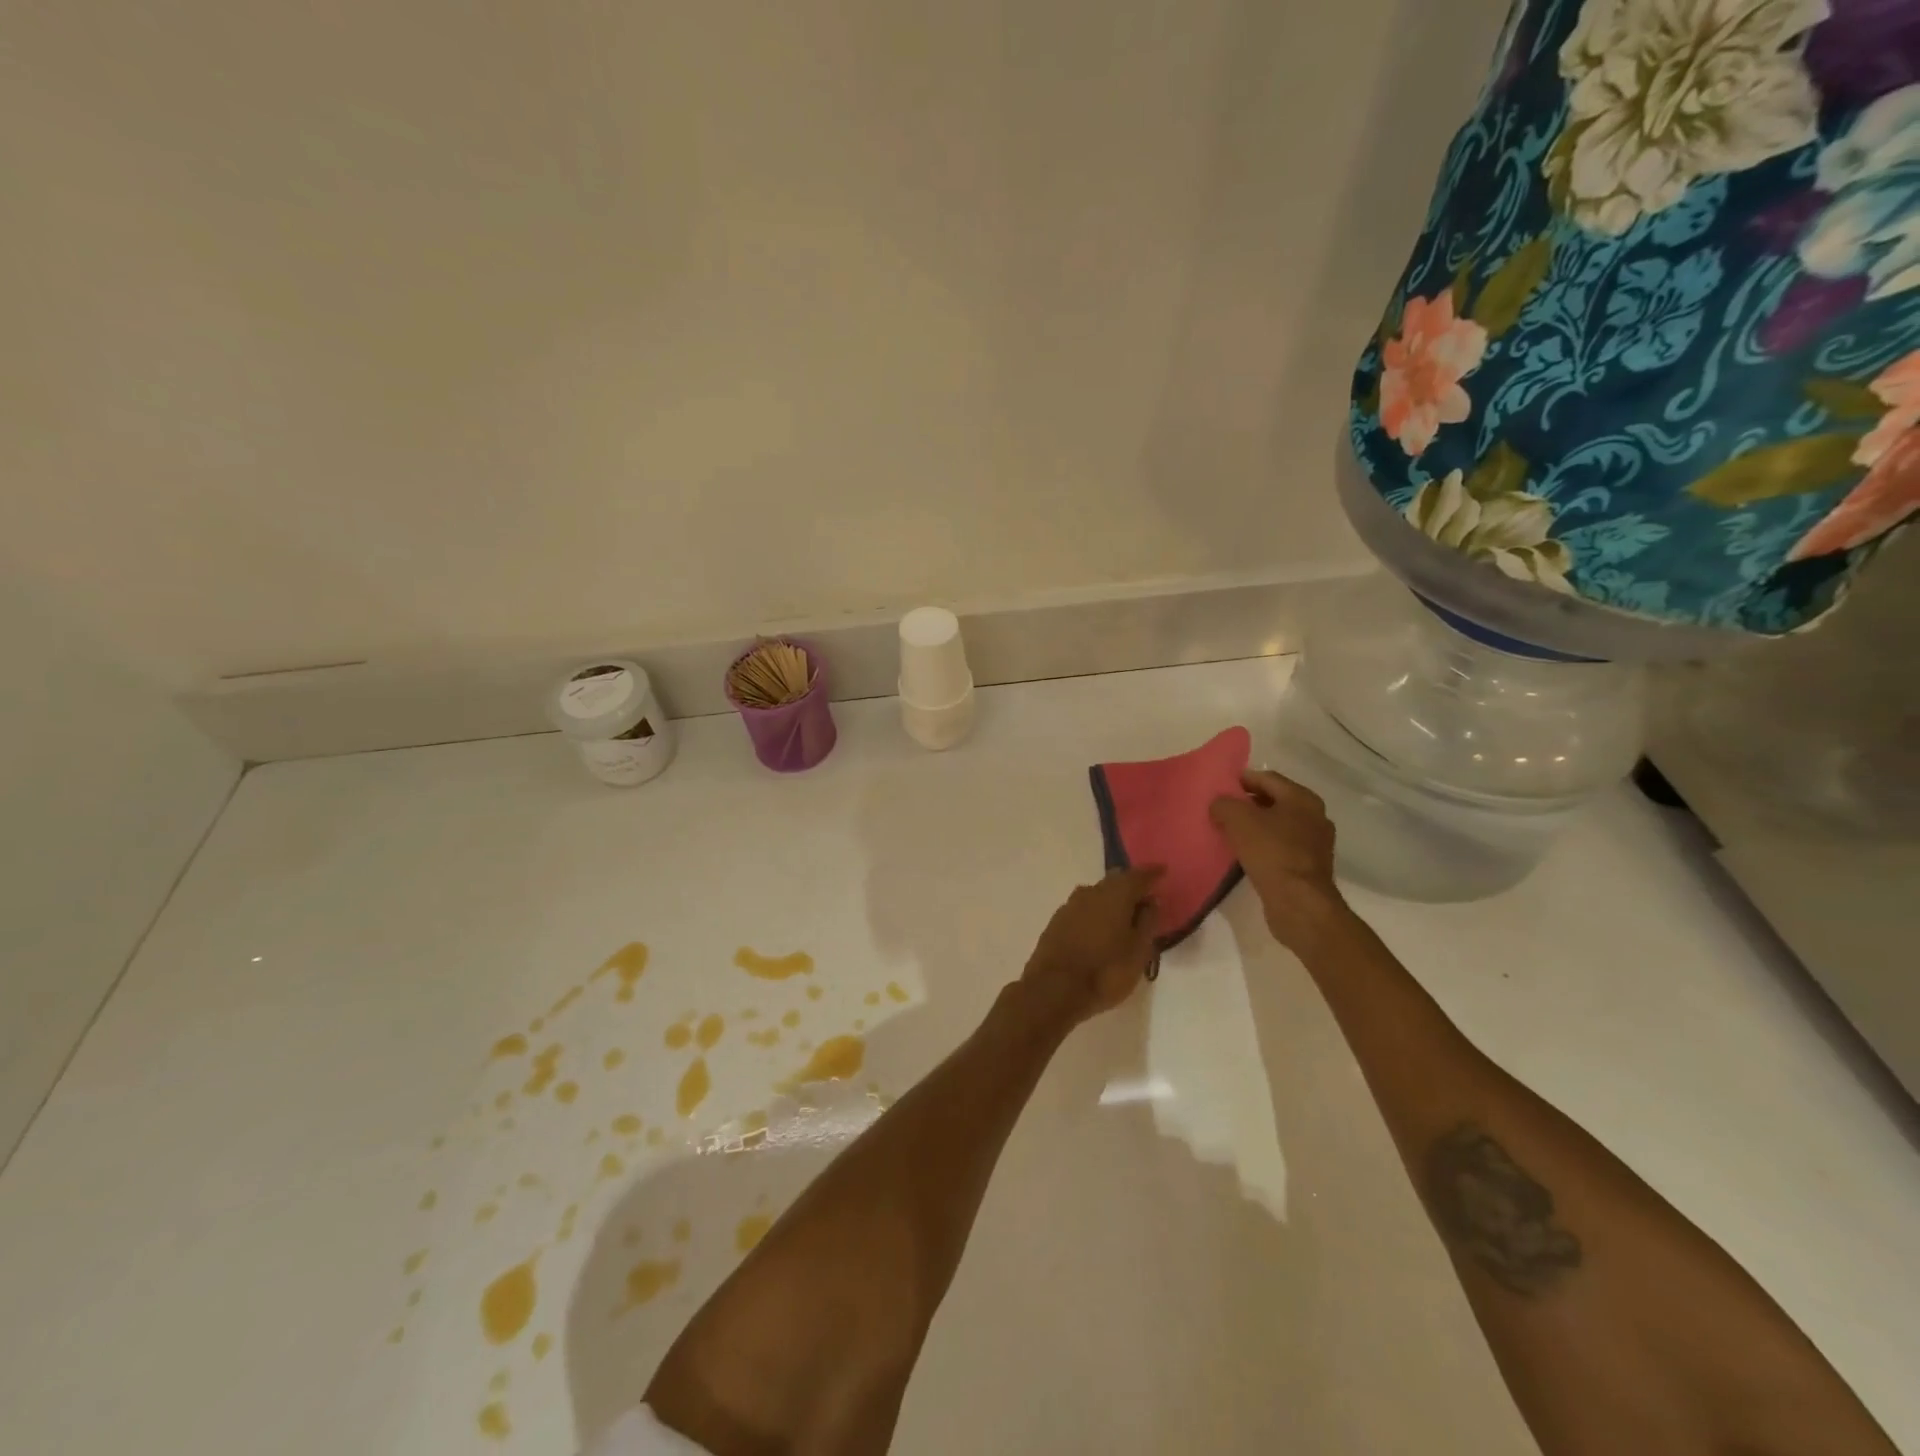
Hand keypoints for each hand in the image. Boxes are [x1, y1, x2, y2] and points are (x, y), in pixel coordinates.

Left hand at [1022, 867, 1163, 1024]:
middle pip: (1114, 881)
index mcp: (1114, 895)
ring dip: (1111, 901)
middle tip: (1145, 897)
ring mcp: (1069, 906)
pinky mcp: (1056, 922)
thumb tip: (1151, 901)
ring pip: (1096, 895)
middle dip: (1130, 886)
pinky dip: (1095, 914)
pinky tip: (1100, 929)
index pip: (1137, 876)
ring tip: (1124, 917)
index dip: (1152, 874)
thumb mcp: (1138, 951)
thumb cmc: (1105, 971)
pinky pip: (1083, 910)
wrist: (1053, 989)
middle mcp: (1090, 892)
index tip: (1162, 871)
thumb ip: (1147, 922)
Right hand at [1210, 770, 1345, 950]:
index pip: (1267, 778)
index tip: (1219, 786)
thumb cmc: (1271, 852)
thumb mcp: (1238, 819)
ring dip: (1255, 826)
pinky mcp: (1309, 867)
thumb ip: (1224, 804)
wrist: (1299, 902)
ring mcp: (1315, 843)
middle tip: (1221, 810)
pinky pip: (1282, 847)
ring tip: (1229, 832)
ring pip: (1278, 826)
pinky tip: (1245, 854)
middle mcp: (1314, 816)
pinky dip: (1264, 846)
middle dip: (1248, 804)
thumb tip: (1219, 804)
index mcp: (1302, 798)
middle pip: (1274, 801)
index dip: (1242, 779)